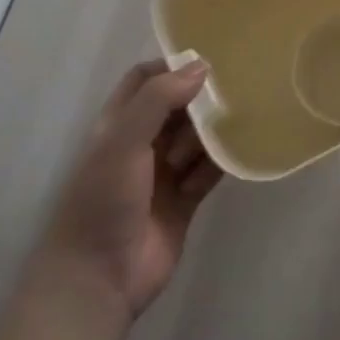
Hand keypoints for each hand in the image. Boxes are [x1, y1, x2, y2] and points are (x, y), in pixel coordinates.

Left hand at [29, 59, 222, 321]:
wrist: (99, 279)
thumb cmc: (104, 200)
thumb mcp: (124, 141)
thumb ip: (159, 99)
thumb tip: (202, 67)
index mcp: (119, 124)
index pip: (145, 79)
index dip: (172, 66)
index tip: (208, 61)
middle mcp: (141, 144)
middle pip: (177, 107)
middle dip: (201, 98)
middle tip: (236, 89)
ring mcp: (164, 173)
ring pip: (197, 138)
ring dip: (213, 131)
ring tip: (238, 121)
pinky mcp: (185, 200)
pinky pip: (209, 171)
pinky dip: (222, 161)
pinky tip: (240, 152)